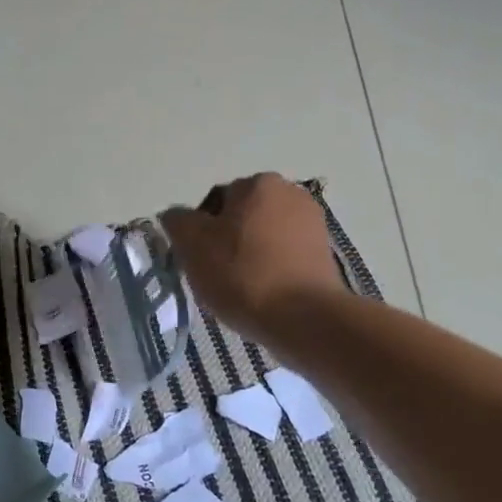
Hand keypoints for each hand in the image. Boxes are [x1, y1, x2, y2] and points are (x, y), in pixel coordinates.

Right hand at [161, 173, 342, 342]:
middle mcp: (291, 193)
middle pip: (242, 218)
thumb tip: (177, 216)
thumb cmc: (243, 274)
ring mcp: (313, 223)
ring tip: (243, 290)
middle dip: (227, 243)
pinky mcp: (325, 254)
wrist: (304, 318)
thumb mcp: (192, 245)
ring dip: (250, 257)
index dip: (201, 233)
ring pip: (264, 238)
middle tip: (218, 276)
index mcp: (258, 183)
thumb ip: (177, 221)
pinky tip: (266, 295)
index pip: (215, 203)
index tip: (200, 261)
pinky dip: (273, 271)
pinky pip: (285, 257)